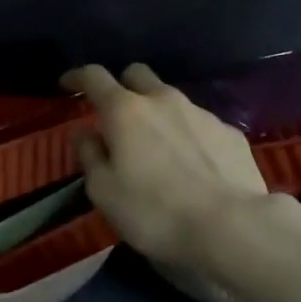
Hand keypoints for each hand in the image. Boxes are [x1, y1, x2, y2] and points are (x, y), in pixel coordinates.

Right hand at [62, 63, 300, 269]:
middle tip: (116, 115)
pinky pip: (199, 123)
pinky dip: (188, 134)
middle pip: (136, 74)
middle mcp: (162, 99)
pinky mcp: (230, 132)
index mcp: (124, 110)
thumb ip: (89, 155)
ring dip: (157, 113)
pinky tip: (193, 164)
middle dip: (122, 86)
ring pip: (170, 98)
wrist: (233, 227)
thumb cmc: (155, 211)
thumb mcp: (104, 192)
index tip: (67, 84)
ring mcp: (200, 113)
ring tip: (158, 146)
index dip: (77, 76)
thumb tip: (84, 132)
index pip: (94, 76)